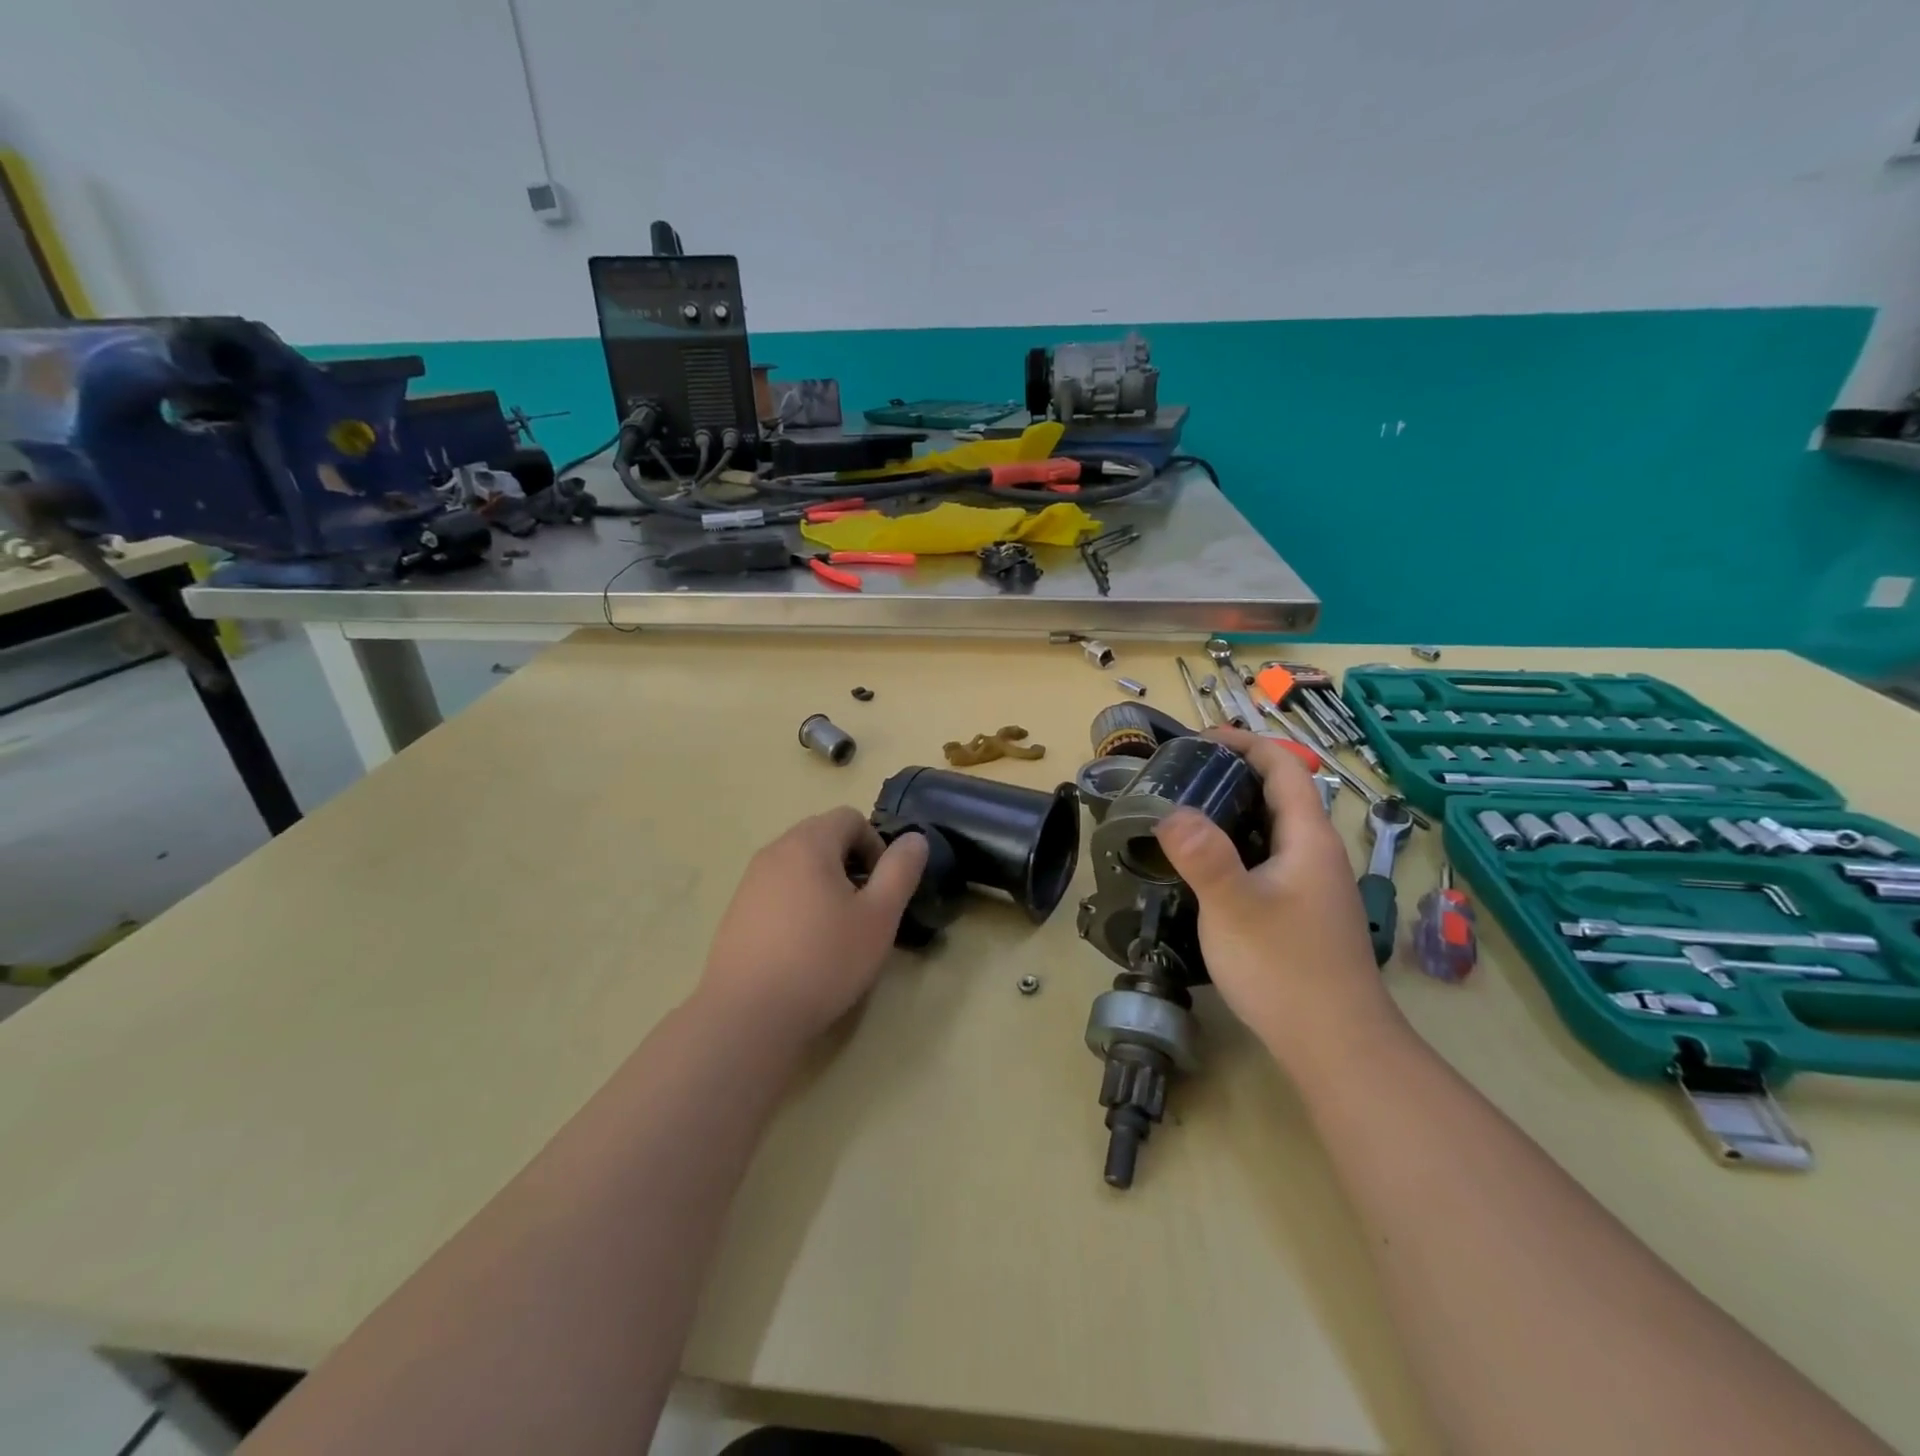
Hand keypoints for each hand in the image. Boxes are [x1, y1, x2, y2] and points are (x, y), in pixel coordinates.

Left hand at [696, 808, 928, 1045]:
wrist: (747, 1016)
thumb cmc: (823, 960)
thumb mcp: (879, 917)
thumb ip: (900, 871)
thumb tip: (915, 838)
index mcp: (808, 843)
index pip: (850, 817)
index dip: (876, 845)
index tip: (882, 888)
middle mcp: (774, 852)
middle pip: (822, 837)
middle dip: (851, 864)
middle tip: (864, 909)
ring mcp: (750, 882)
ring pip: (799, 866)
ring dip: (825, 885)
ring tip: (836, 931)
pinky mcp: (736, 913)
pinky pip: (777, 891)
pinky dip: (798, 905)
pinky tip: (804, 948)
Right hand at [1153, 729, 1405, 1077]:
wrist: (1336, 1046)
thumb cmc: (1285, 969)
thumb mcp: (1234, 908)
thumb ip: (1203, 856)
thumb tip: (1170, 812)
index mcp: (1308, 839)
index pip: (1284, 767)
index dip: (1246, 744)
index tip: (1200, 739)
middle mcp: (1316, 855)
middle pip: (1280, 795)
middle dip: (1234, 774)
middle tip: (1181, 777)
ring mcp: (1314, 887)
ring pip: (1273, 830)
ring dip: (1234, 812)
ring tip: (1185, 816)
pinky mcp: (1303, 914)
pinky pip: (1268, 860)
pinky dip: (1237, 846)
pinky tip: (1207, 870)